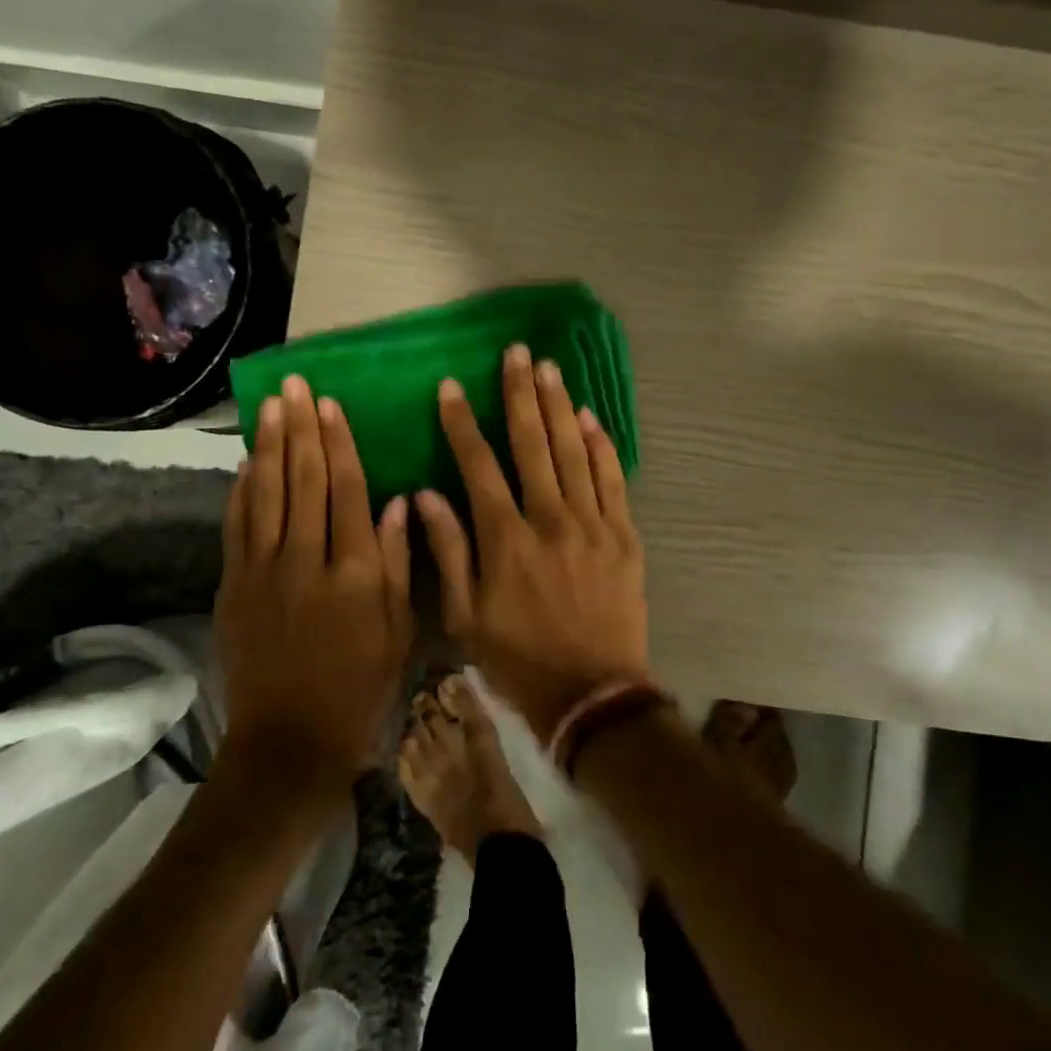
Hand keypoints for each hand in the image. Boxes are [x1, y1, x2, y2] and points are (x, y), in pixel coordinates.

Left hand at [215, 375, 411, 788]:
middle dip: (300, 428)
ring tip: (269, 405)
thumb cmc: (361, 687)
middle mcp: (307, 560)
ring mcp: (263, 572)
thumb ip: (401, 563)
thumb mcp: (401, 630)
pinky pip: (236, 526)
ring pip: (265, 493)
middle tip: (294, 385)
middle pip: (303, 480)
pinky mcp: (233, 587)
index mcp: (356, 571)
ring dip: (267, 445)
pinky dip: (240, 490)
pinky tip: (246, 462)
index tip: (330, 404)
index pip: (346, 490)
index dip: (338, 443)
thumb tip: (401, 501)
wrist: (289, 741)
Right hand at [416, 344, 648, 740]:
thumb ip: (447, 551)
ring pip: (573, 452)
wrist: (593, 696)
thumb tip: (425, 496)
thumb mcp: (466, 617)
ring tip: (550, 368)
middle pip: (532, 444)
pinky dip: (601, 446)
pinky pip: (613, 480)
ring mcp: (593, 525)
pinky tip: (591, 418)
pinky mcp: (624, 536)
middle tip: (516, 354)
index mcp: (506, 539)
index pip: (478, 465)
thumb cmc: (519, 659)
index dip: (461, 424)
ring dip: (559, 407)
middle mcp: (549, 520)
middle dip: (520, 394)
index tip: (451, 387)